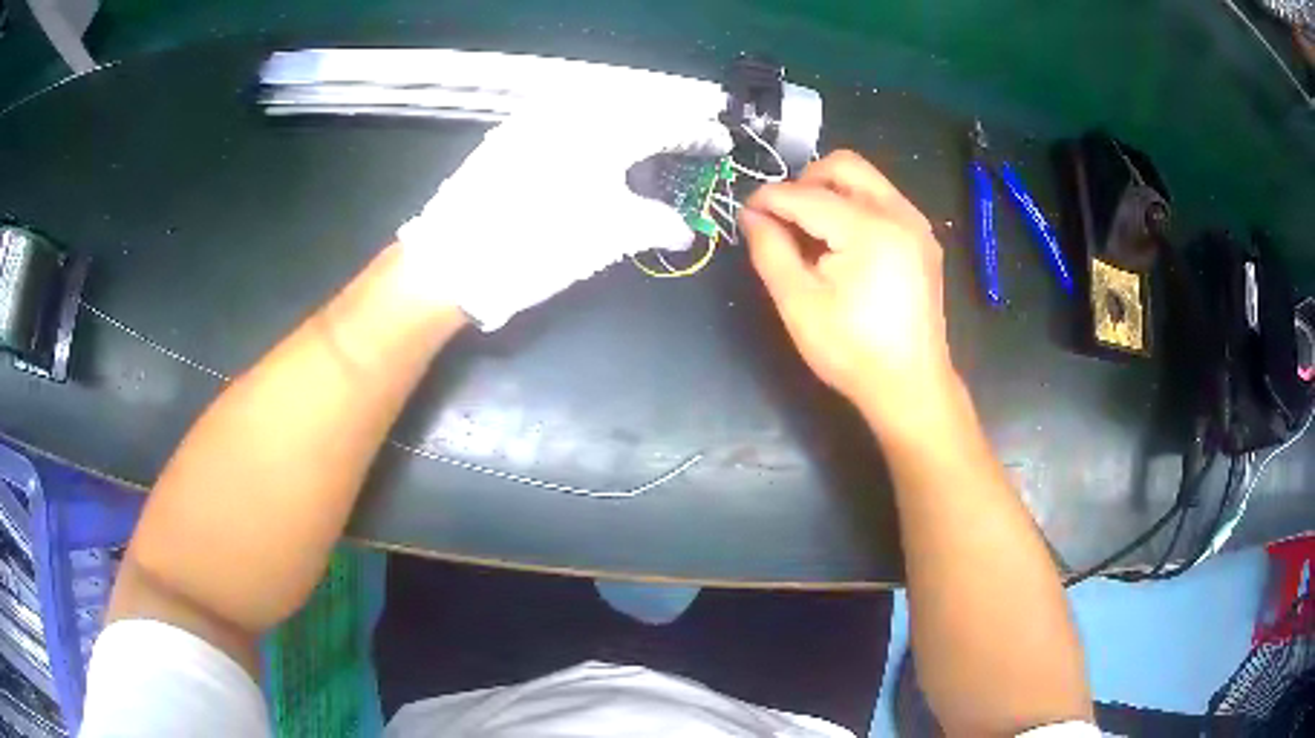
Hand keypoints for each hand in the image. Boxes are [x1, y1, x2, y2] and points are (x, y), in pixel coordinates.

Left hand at [398, 107, 731, 329]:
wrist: (454, 259)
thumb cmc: (539, 246)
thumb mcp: (609, 237)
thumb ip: (656, 224)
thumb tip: (682, 229)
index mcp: (606, 132)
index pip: (668, 123)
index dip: (699, 132)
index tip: (720, 140)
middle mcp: (574, 111)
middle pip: (636, 101)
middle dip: (670, 113)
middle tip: (693, 126)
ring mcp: (537, 117)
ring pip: (600, 101)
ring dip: (633, 112)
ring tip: (652, 131)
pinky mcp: (512, 131)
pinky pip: (567, 111)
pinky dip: (595, 119)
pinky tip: (600, 135)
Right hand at [741, 151, 956, 425]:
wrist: (911, 386)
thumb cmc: (852, 352)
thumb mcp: (798, 304)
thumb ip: (770, 250)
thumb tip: (751, 215)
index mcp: (869, 229)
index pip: (806, 194)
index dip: (769, 199)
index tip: (745, 213)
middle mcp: (899, 213)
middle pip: (844, 165)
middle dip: (805, 181)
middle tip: (784, 217)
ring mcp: (916, 224)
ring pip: (865, 180)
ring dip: (830, 192)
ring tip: (811, 232)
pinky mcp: (922, 239)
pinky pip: (882, 201)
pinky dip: (854, 207)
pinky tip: (841, 244)